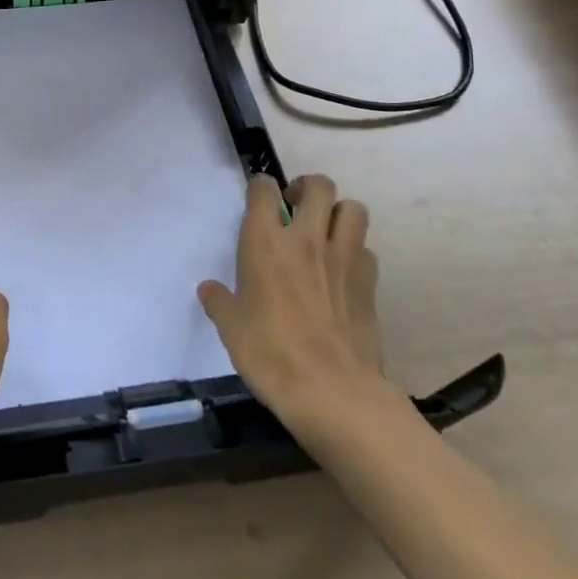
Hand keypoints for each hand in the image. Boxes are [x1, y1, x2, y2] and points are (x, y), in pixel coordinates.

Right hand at [198, 175, 402, 443]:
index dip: (260, 187)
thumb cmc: (271, 354)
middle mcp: (307, 239)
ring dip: (338, 212)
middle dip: (306, 187)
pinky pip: (366, 250)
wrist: (333, 392)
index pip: (264, 190)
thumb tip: (209, 290)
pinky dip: (355, 251)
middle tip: (294, 207)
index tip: (257, 197)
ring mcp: (344, 259)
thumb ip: (220, 302)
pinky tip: (343, 271)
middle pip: (319, 186)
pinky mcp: (369, 284)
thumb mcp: (231, 329)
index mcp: (265, 242)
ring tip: (324, 231)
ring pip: (353, 209)